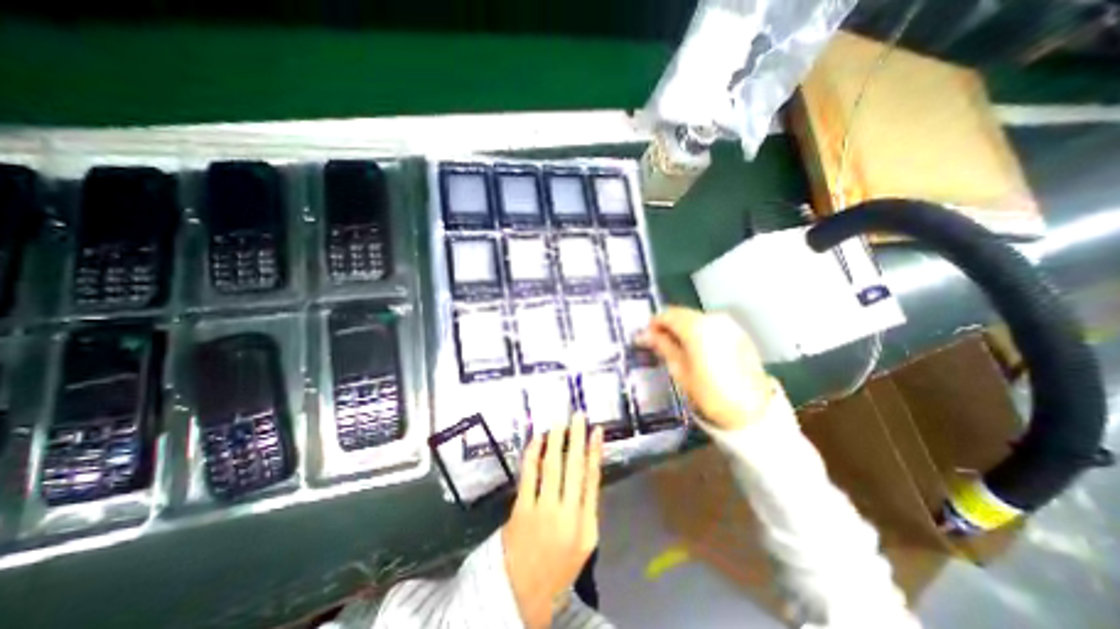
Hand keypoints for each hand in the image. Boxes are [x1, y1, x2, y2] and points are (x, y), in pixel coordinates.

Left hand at [502, 412, 597, 628]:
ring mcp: (543, 511)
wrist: (523, 594)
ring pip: (552, 466)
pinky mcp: (521, 510)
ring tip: (559, 422)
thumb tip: (588, 472)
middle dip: (577, 438)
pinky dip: (533, 454)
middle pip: (574, 467)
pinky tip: (537, 439)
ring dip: (556, 440)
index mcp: (586, 524)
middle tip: (578, 415)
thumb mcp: (585, 542)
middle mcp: (567, 514)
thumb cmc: (559, 565)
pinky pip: (529, 475)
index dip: (596, 451)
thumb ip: (587, 508)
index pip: (593, 479)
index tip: (597, 430)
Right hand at [644, 304, 775, 432]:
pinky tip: (697, 349)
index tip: (647, 337)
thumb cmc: (709, 393)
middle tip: (659, 343)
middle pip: (682, 314)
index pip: (667, 314)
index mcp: (696, 327)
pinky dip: (699, 331)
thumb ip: (663, 346)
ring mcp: (728, 324)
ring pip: (696, 318)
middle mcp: (713, 319)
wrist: (751, 410)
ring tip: (678, 348)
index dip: (654, 324)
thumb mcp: (679, 370)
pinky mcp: (739, 332)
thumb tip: (644, 335)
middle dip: (668, 325)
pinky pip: (711, 325)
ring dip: (683, 328)